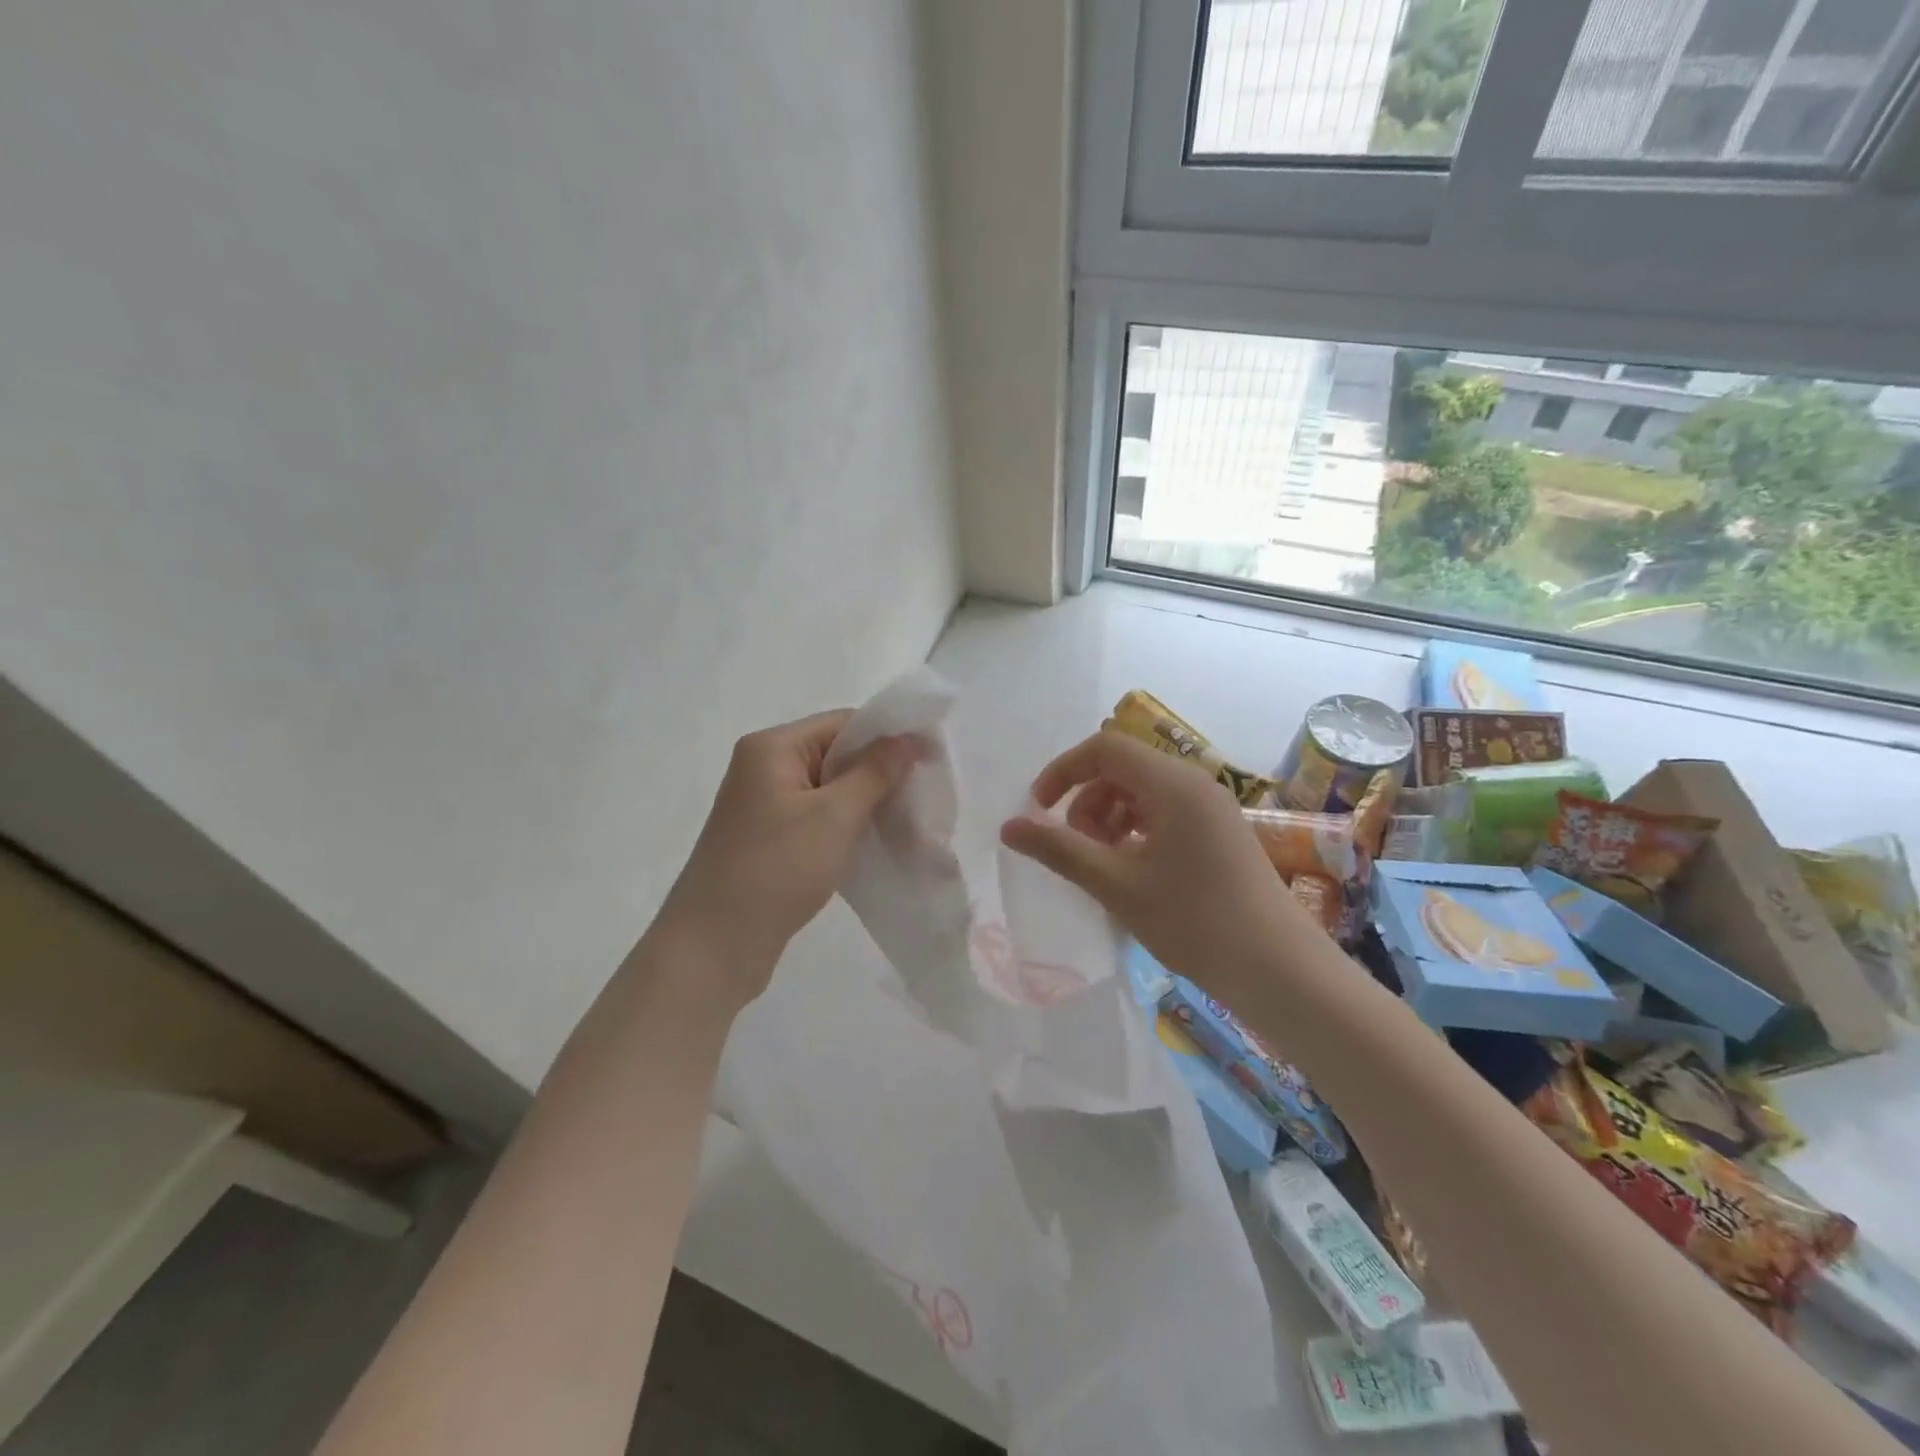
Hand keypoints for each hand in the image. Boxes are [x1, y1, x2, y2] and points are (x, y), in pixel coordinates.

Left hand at [656, 710, 920, 1006]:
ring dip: (869, 806)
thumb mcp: (835, 816)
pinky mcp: (769, 840)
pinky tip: (878, 846)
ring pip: (831, 791)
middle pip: (837, 755)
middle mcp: (764, 768)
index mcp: (773, 748)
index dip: (889, 737)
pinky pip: (819, 820)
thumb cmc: (776, 869)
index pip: (843, 723)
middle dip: (882, 776)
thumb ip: (876, 772)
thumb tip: (909, 738)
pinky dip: (848, 828)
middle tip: (925, 799)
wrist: (714, 947)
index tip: (932, 760)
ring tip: (910, 828)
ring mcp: (764, 806)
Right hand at [999, 729, 1313, 996]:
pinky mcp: (1220, 831)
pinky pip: (1164, 812)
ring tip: (1103, 865)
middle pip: (1122, 768)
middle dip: (1087, 801)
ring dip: (1109, 818)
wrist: (1277, 968)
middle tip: (1077, 850)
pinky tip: (1132, 872)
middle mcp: (1194, 783)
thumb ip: (1059, 850)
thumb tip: (1008, 827)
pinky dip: (1136, 831)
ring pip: (1142, 792)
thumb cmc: (1193, 921)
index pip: (1104, 748)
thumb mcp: (1116, 885)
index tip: (1039, 810)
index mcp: (1172, 784)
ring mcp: (1212, 807)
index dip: (1063, 771)